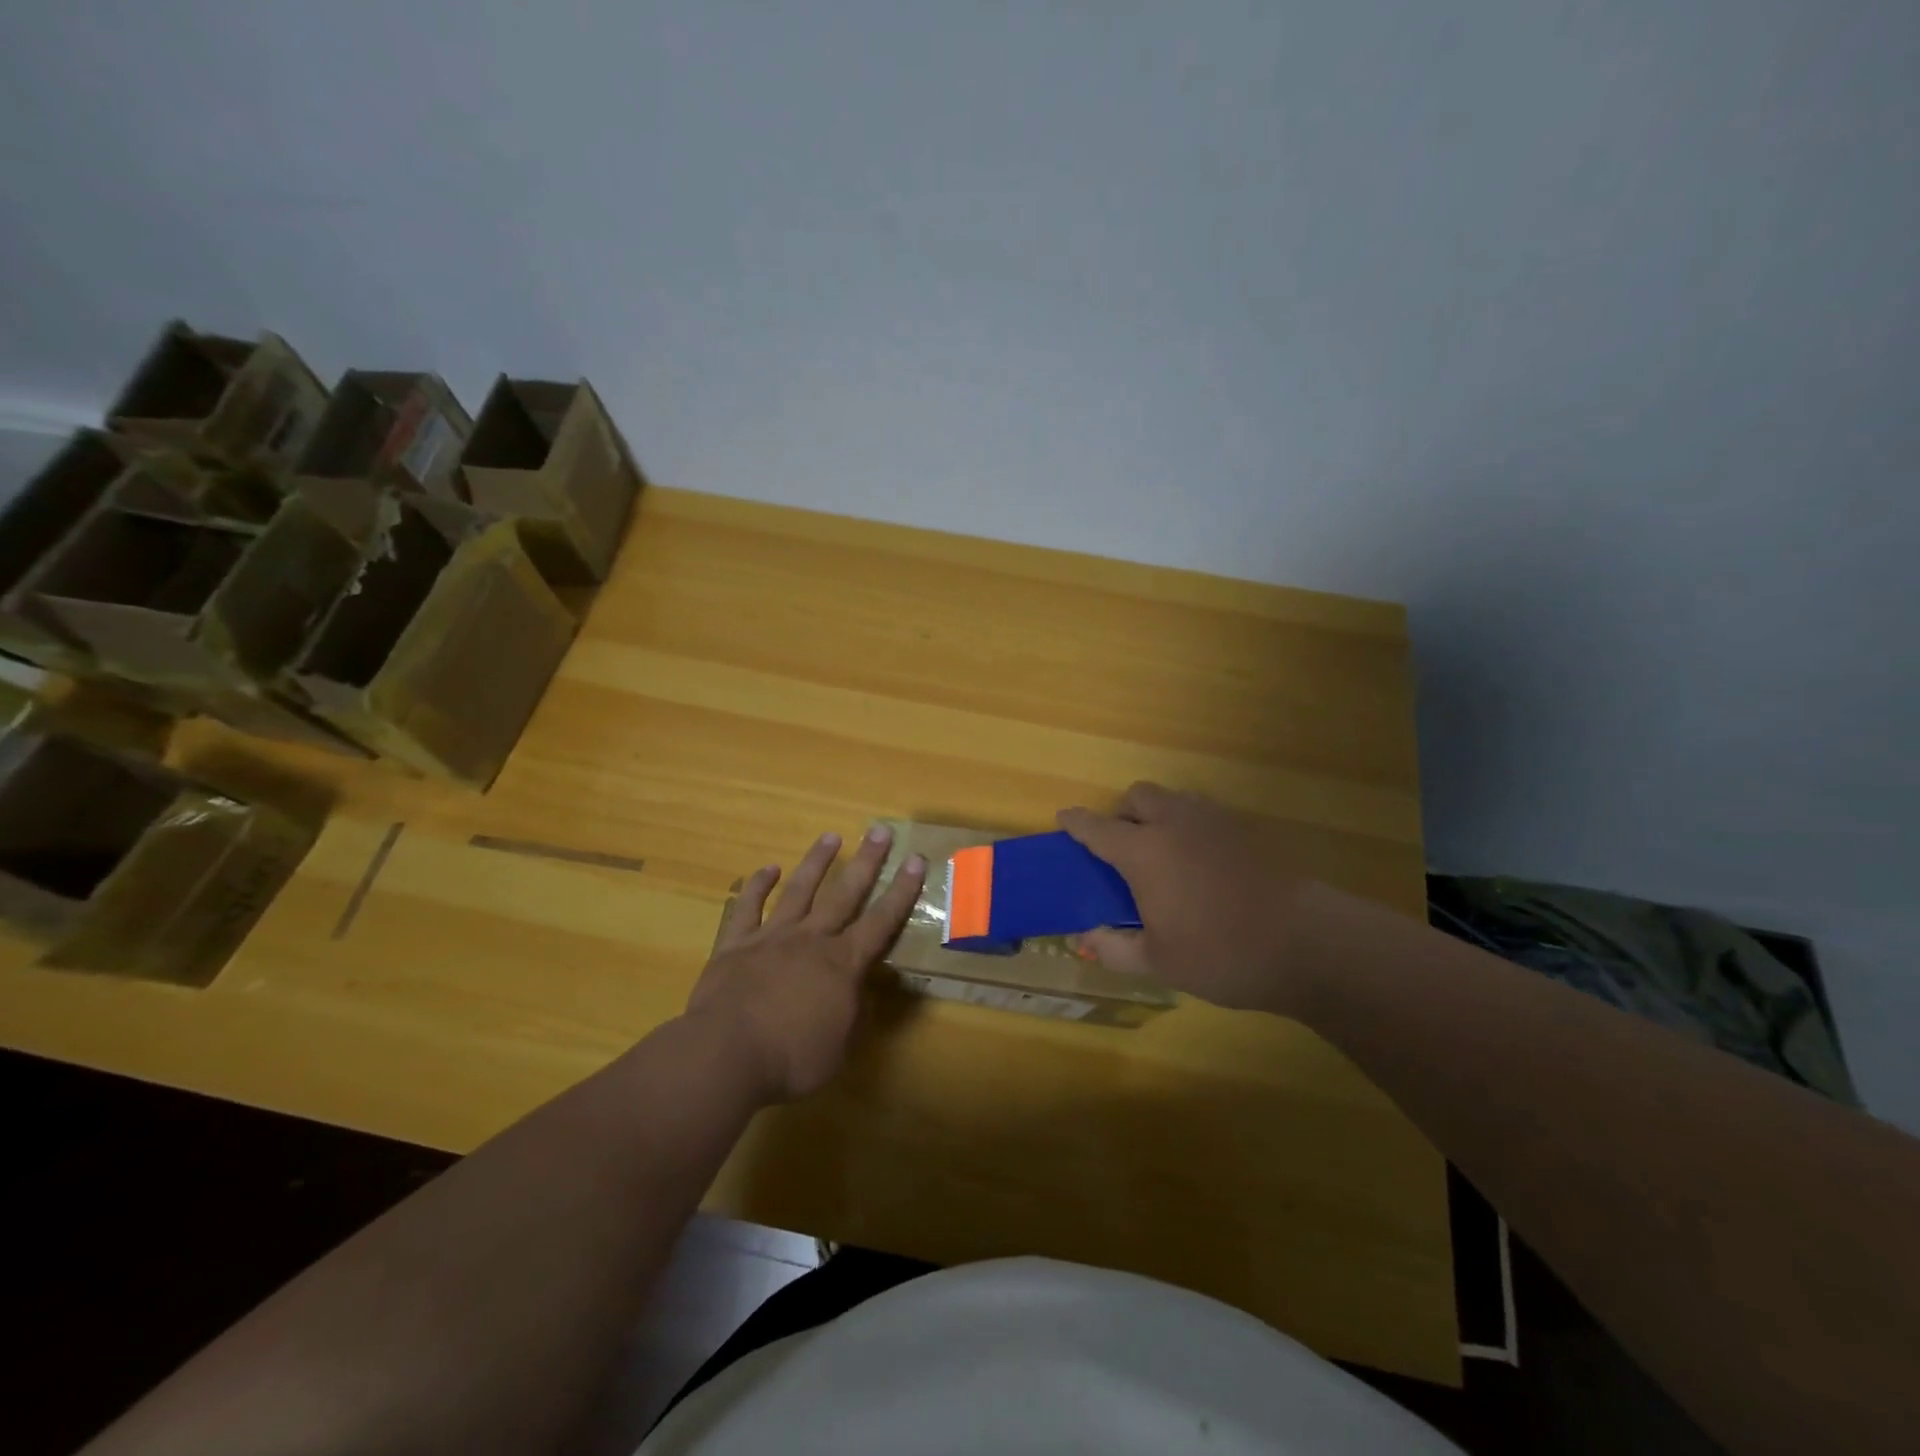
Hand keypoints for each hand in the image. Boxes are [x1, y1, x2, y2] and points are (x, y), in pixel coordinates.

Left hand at [686, 824, 926, 1101]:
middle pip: (844, 893)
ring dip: (816, 862)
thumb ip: (854, 1016)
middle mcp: (812, 939)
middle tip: (879, 831)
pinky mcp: (735, 945)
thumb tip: (862, 994)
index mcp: (842, 963)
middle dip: (866, 861)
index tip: (915, 859)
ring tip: (830, 836)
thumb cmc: (791, 1058)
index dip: (901, 891)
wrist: (725, 1054)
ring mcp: (772, 937)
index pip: (881, 921)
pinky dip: (757, 887)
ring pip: (799, 891)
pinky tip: (767, 869)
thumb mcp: (840, 1048)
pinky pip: (747, 908)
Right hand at [1058, 783, 1323, 1013]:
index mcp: (1144, 852)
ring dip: (1159, 814)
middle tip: (1124, 847)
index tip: (1063, 819)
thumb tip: (1087, 936)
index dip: (1075, 822)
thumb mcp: (1159, 963)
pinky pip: (1205, 813)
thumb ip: (1114, 947)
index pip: (1097, 827)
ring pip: (1174, 798)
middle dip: (1123, 813)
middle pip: (1138, 795)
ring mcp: (1214, 820)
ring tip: (1165, 854)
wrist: (1307, 943)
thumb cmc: (1222, 954)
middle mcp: (1175, 823)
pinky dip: (1191, 826)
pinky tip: (1203, 863)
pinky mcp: (1247, 828)